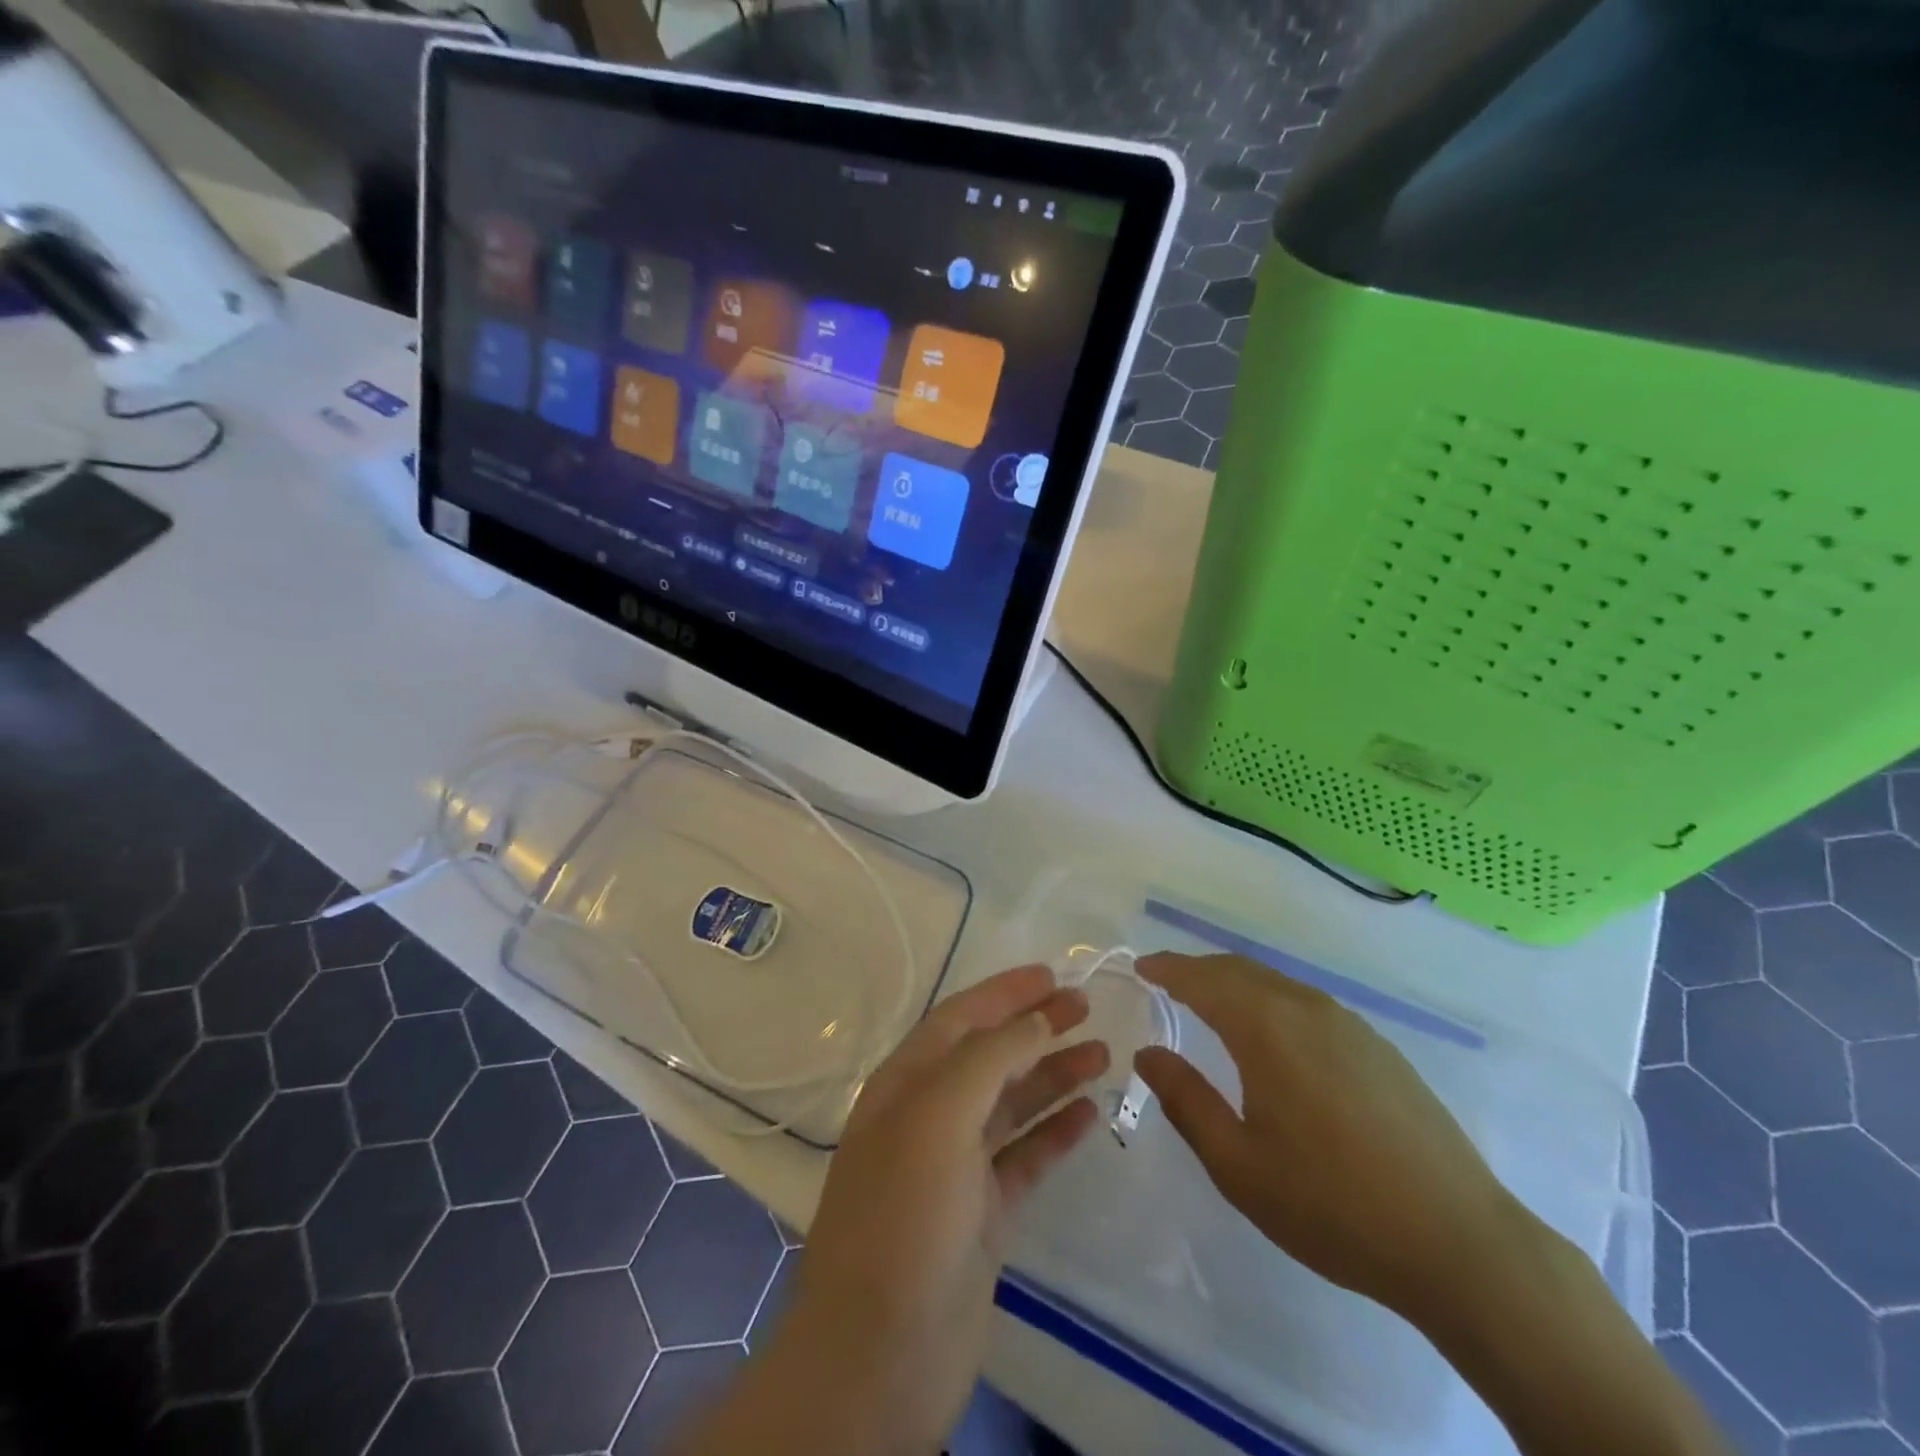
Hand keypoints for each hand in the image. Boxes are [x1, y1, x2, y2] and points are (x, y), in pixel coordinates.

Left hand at [680, 964, 1108, 1455]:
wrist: (881, 1355)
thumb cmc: (904, 1215)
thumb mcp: (938, 1116)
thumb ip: (989, 1058)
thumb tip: (1037, 1018)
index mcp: (905, 1084)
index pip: (960, 1018)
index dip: (1004, 992)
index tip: (1053, 975)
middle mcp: (929, 1116)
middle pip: (990, 1055)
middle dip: (1035, 1026)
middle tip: (1087, 1008)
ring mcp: (957, 1167)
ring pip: (1013, 1104)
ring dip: (1054, 1074)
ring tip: (1103, 1053)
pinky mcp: (984, 1213)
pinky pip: (1026, 1156)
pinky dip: (1055, 1131)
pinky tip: (1089, 1113)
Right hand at [1134, 952, 1521, 1323]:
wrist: (1460, 1243)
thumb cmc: (1334, 1206)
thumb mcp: (1239, 1165)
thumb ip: (1186, 1100)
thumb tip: (1148, 1054)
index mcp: (1266, 1028)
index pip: (1202, 979)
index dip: (1167, 969)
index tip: (1140, 967)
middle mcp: (1306, 1009)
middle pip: (1238, 970)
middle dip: (1196, 969)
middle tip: (1165, 979)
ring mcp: (1348, 1024)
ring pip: (1275, 983)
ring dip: (1234, 982)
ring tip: (1209, 1000)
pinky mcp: (1378, 1046)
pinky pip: (1306, 1002)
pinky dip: (1269, 999)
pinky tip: (1271, 1031)